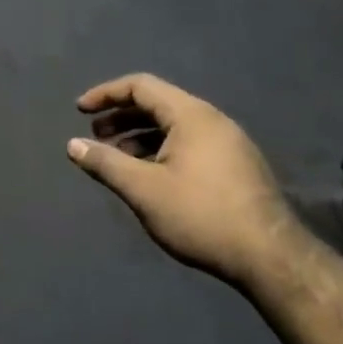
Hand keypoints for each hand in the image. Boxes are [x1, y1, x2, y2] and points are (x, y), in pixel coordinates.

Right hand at [67, 73, 298, 287]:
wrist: (270, 257)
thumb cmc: (200, 215)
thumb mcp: (143, 190)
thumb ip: (105, 163)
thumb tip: (72, 145)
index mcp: (191, 115)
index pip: (141, 86)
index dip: (105, 94)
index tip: (80, 111)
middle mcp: (212, 120)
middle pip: (158, 104)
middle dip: (121, 116)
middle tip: (95, 136)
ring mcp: (229, 143)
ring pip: (174, 126)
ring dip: (140, 136)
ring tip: (117, 159)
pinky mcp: (237, 166)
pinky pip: (190, 144)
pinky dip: (161, 150)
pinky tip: (150, 177)